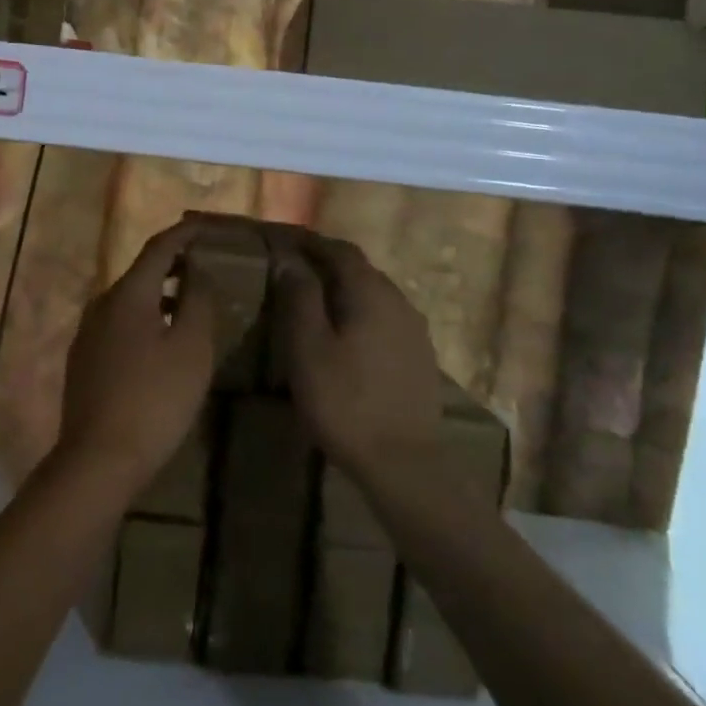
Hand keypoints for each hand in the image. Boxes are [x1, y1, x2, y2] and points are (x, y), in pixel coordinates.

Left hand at [54, 219, 216, 500]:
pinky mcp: (84, 360)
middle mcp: (102, 304)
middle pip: (142, 272)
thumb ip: (198, 302)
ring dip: (160, 294)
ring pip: (130, 300)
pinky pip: (119, 324)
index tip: (209, 227)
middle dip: (174, 264)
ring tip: (189, 303)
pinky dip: (145, 318)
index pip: (159, 247)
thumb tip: (198, 273)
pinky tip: (161, 341)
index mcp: (128, 294)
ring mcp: (88, 333)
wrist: (98, 460)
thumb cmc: (154, 400)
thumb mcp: (191, 349)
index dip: (185, 233)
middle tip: (205, 264)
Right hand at [271, 234, 442, 487]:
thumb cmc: (344, 402)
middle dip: (328, 264)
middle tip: (296, 270)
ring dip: (346, 290)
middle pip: (361, 270)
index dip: (311, 243)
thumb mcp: (308, 348)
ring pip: (375, 295)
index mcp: (370, 292)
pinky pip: (386, 320)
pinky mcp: (420, 357)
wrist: (403, 463)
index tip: (285, 242)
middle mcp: (399, 301)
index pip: (340, 250)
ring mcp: (415, 330)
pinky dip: (361, 314)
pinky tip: (347, 336)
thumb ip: (300, 298)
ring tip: (317, 302)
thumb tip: (290, 259)